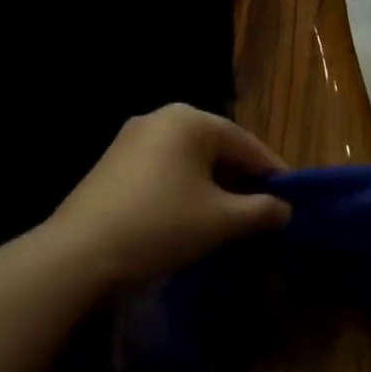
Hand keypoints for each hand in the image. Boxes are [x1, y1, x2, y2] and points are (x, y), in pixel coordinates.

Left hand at [49, 104, 291, 288]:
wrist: (78, 254)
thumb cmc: (161, 225)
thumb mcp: (221, 220)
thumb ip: (261, 210)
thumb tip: (284, 209)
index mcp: (192, 120)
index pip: (248, 144)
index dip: (274, 174)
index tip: (292, 201)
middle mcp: (162, 117)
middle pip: (218, 148)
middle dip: (243, 180)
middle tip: (263, 212)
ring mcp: (132, 138)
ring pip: (190, 160)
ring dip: (215, 187)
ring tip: (231, 219)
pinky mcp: (113, 162)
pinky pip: (165, 169)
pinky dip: (185, 189)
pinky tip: (191, 217)